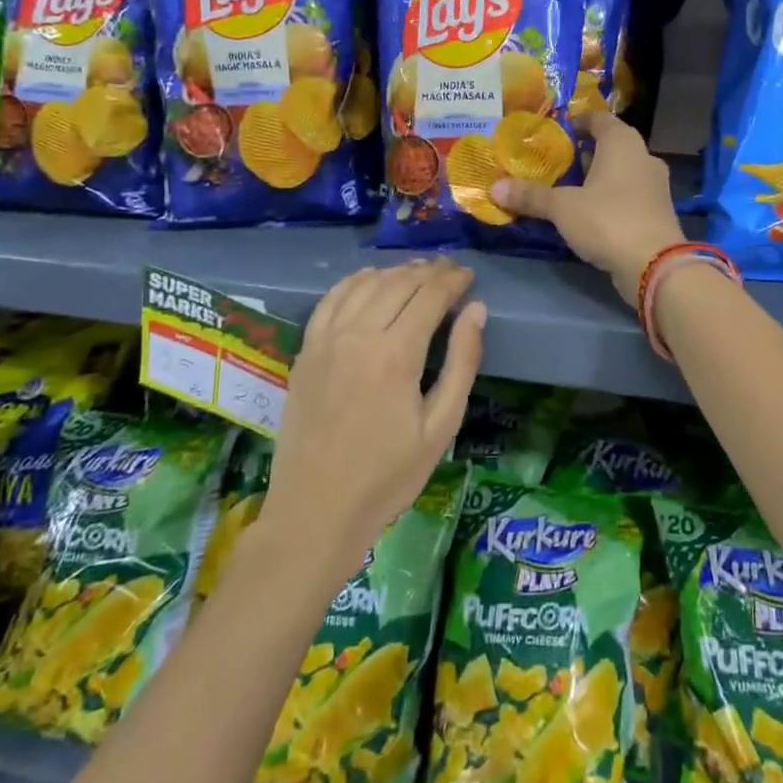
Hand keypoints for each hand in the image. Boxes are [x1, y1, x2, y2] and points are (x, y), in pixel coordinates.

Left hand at [264, 260, 484, 582]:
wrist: (316, 511)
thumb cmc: (387, 477)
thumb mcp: (441, 428)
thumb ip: (461, 364)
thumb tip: (476, 311)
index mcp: (396, 355)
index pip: (429, 296)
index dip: (453, 280)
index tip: (469, 275)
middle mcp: (358, 336)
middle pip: (398, 284)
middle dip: (429, 272)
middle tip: (450, 271)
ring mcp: (326, 341)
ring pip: (365, 285)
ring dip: (395, 272)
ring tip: (418, 273)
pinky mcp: (306, 351)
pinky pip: (331, 300)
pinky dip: (354, 282)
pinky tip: (369, 280)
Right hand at [493, 111, 685, 303]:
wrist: (655, 266)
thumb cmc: (607, 220)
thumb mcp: (562, 208)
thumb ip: (530, 196)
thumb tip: (495, 188)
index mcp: (622, 142)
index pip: (598, 118)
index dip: (576, 122)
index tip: (554, 133)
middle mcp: (643, 156)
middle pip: (610, 145)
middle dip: (583, 153)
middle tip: (553, 164)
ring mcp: (655, 185)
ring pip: (621, 172)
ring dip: (597, 178)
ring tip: (566, 189)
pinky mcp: (657, 212)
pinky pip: (628, 195)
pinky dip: (609, 198)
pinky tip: (588, 214)